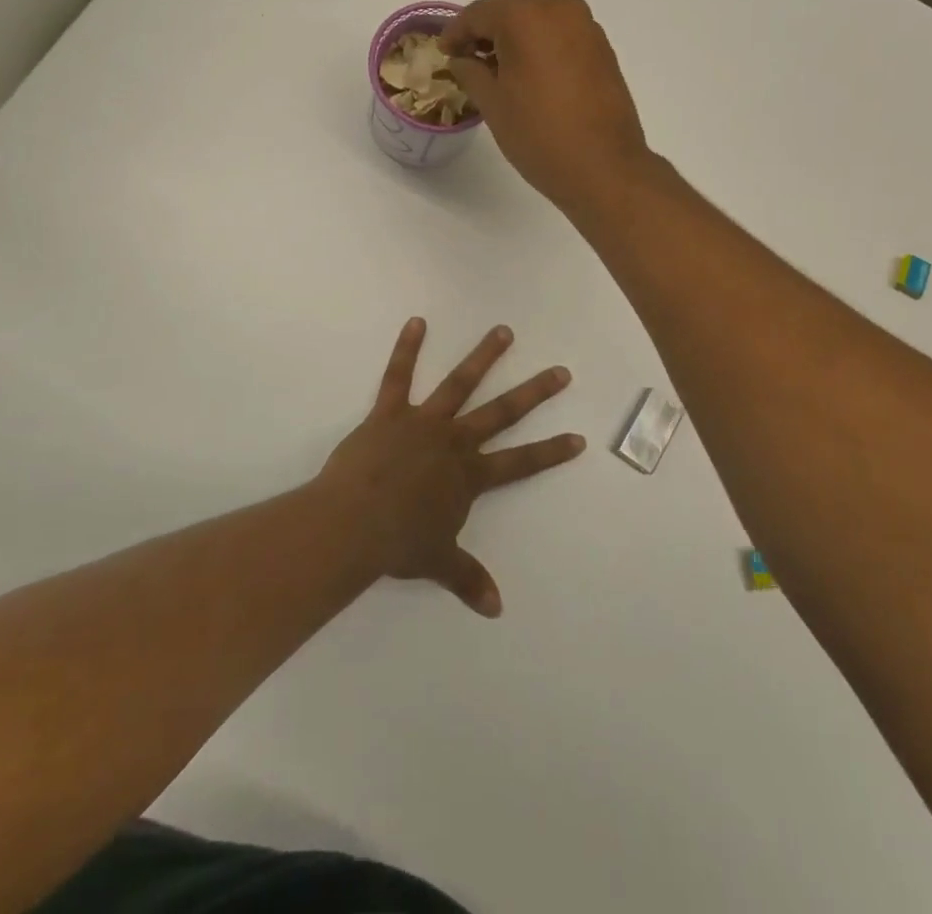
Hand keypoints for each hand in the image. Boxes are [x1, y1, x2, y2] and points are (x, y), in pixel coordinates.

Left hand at [317, 318, 583, 616]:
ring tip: (503, 332)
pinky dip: (407, 349)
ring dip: (483, 357)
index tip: (578, 438)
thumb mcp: (438, 562)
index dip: (551, 452)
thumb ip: (468, 579)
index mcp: (469, 476)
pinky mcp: (389, 412)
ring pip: (460, 383)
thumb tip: (496, 609)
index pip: (521, 464)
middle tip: (560, 372)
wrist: (354, 524)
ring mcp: (423, 422)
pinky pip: (399, 376)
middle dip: (534, 393)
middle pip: (502, 413)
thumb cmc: (398, 544)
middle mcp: (454, 442)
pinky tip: (416, 322)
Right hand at [440, 0, 651, 210]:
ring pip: (538, 22)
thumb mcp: (492, 103)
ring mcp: (587, 28)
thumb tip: (463, 59)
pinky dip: (540, 48)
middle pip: (511, 10)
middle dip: (486, 32)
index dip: (456, 32)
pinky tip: (528, 76)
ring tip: (496, 71)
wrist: (604, 168)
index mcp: (527, 16)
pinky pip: (561, 37)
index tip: (444, 53)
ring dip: (514, 40)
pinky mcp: (603, 50)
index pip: (480, 13)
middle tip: (466, 60)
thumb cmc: (539, 134)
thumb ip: (470, 72)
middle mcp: (560, 10)